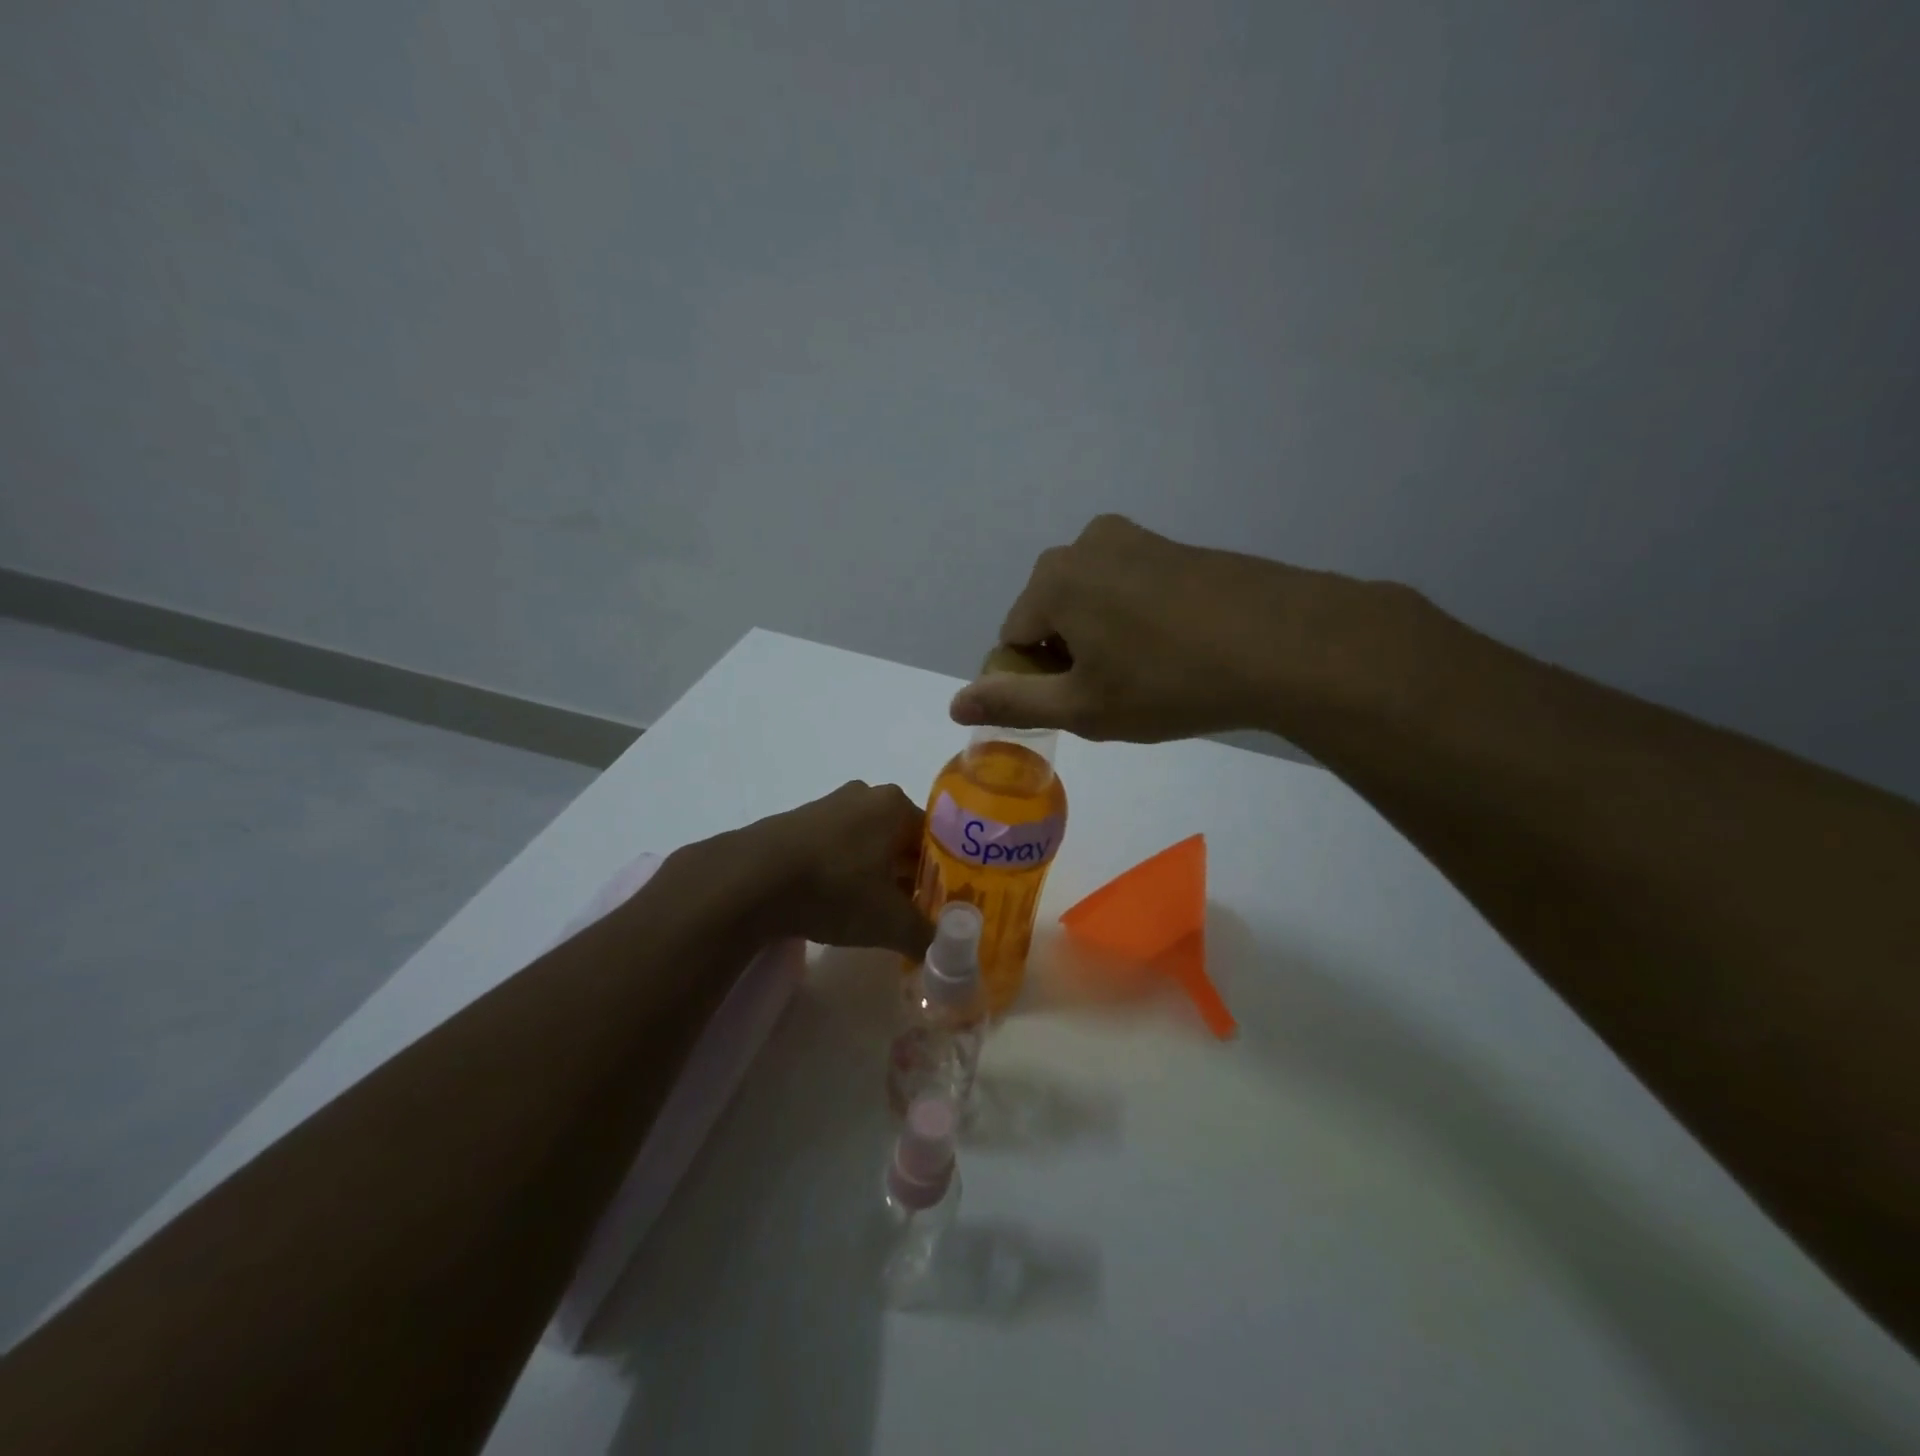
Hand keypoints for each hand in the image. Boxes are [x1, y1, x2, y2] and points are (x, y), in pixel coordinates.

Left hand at [739, 781, 932, 956]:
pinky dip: (843, 872)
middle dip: (909, 876)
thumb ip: (925, 935)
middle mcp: (864, 795)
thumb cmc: (834, 888)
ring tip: (873, 914)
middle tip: (911, 914)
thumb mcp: (890, 921)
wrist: (750, 881)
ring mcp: (827, 806)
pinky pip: (835, 847)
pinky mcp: (796, 823)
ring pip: (867, 844)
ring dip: (876, 875)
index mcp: (894, 804)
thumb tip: (944, 951)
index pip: (936, 839)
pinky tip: (835, 902)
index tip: (940, 907)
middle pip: (901, 840)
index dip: (943, 875)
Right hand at [949, 515, 1351, 742]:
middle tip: (1115, 694)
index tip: (1078, 706)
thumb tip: (955, 702)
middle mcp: (1086, 544)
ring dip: (1103, 638)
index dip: (1036, 680)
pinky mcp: (1177, 546)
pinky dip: (1136, 620)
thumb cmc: (1170, 682)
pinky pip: (1131, 588)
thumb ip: (1013, 702)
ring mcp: (1137, 539)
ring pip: (1092, 600)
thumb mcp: (1084, 707)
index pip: (1014, 638)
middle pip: (1051, 613)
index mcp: (1053, 579)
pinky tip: (1176, 649)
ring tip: (1148, 675)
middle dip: (1069, 655)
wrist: (1289, 645)